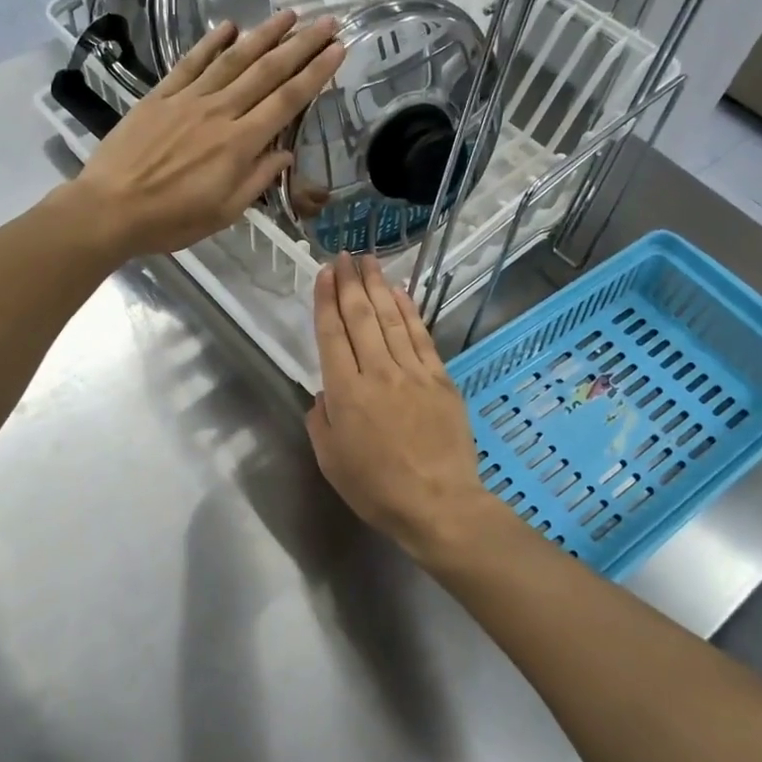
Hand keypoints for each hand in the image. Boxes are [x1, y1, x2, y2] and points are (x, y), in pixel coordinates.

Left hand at [70, 10, 343, 259]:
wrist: (110, 209)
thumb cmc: (171, 220)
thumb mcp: (224, 212)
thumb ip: (257, 180)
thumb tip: (285, 154)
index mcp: (239, 144)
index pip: (287, 101)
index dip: (315, 73)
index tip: (337, 49)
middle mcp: (219, 112)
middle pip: (267, 71)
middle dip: (301, 44)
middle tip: (326, 21)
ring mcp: (187, 100)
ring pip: (233, 59)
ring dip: (263, 34)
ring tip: (289, 14)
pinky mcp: (160, 96)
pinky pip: (190, 63)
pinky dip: (210, 43)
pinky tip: (229, 26)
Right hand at [306, 254, 509, 564]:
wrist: (438, 504)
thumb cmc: (377, 489)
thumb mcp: (330, 461)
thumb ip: (321, 420)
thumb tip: (326, 392)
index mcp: (346, 393)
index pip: (332, 335)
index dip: (326, 301)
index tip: (323, 274)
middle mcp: (377, 373)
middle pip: (361, 318)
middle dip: (349, 283)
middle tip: (344, 257)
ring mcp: (412, 373)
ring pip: (391, 320)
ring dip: (378, 287)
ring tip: (368, 262)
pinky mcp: (440, 379)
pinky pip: (421, 337)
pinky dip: (409, 311)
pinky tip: (400, 293)